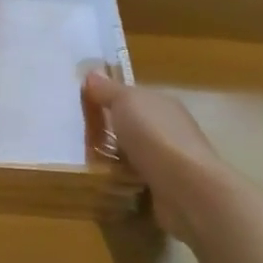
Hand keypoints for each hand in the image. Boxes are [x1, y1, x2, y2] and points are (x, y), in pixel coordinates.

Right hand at [84, 72, 231, 238]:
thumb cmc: (154, 136)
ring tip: (84, 163)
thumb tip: (93, 73)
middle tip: (76, 137)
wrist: (186, 189)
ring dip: (112, 160)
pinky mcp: (165, 189)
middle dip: (107, 132)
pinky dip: (121, 182)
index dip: (108, 99)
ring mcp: (168, 161)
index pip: (132, 97)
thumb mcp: (125, 102)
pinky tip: (103, 184)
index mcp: (162, 104)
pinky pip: (135, 180)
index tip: (81, 107)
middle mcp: (169, 129)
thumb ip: (108, 89)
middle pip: (131, 127)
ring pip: (132, 155)